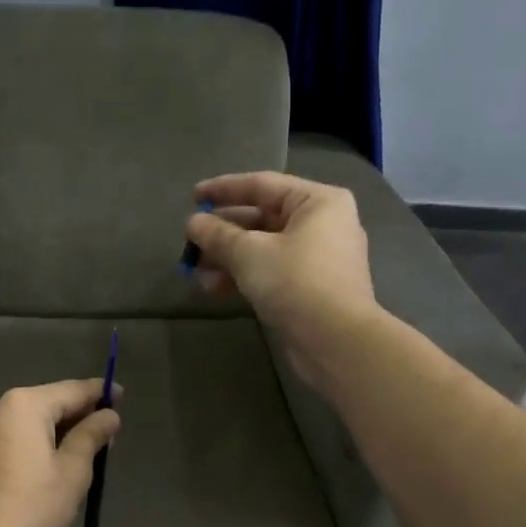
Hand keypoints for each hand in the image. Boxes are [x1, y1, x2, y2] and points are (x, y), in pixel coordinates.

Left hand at [0, 379, 121, 526]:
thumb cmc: (33, 506)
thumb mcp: (73, 471)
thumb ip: (92, 435)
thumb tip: (109, 415)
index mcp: (22, 405)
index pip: (70, 391)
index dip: (99, 393)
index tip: (120, 395)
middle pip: (44, 404)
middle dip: (73, 416)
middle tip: (101, 433)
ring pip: (21, 423)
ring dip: (47, 432)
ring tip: (71, 454)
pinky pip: (2, 440)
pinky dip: (23, 446)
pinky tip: (35, 469)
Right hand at [186, 171, 376, 391]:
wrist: (335, 341)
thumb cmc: (295, 282)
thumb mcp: (249, 253)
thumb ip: (218, 235)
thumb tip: (193, 223)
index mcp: (317, 202)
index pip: (262, 185)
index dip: (224, 189)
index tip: (193, 197)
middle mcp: (323, 224)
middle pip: (262, 218)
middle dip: (223, 232)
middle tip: (190, 241)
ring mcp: (318, 258)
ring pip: (263, 248)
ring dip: (227, 257)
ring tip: (195, 271)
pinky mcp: (310, 288)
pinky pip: (270, 271)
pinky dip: (243, 275)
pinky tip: (214, 288)